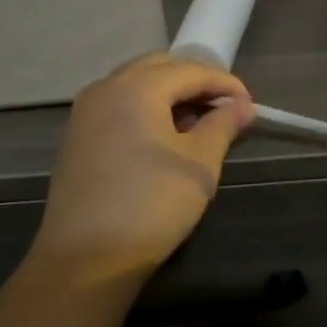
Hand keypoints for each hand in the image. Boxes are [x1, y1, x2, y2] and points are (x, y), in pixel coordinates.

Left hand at [0, 54, 253, 326]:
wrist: (85, 258)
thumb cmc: (151, 205)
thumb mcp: (199, 165)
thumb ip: (222, 126)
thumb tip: (241, 106)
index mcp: (138, 87)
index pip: (191, 70)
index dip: (225, 83)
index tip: (250, 105)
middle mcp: (106, 87)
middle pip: (159, 67)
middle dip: (195, 82)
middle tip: (223, 109)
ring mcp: (85, 111)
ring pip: (135, 84)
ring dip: (168, 94)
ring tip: (196, 125)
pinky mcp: (76, 135)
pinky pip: (117, 105)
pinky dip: (144, 109)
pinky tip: (161, 138)